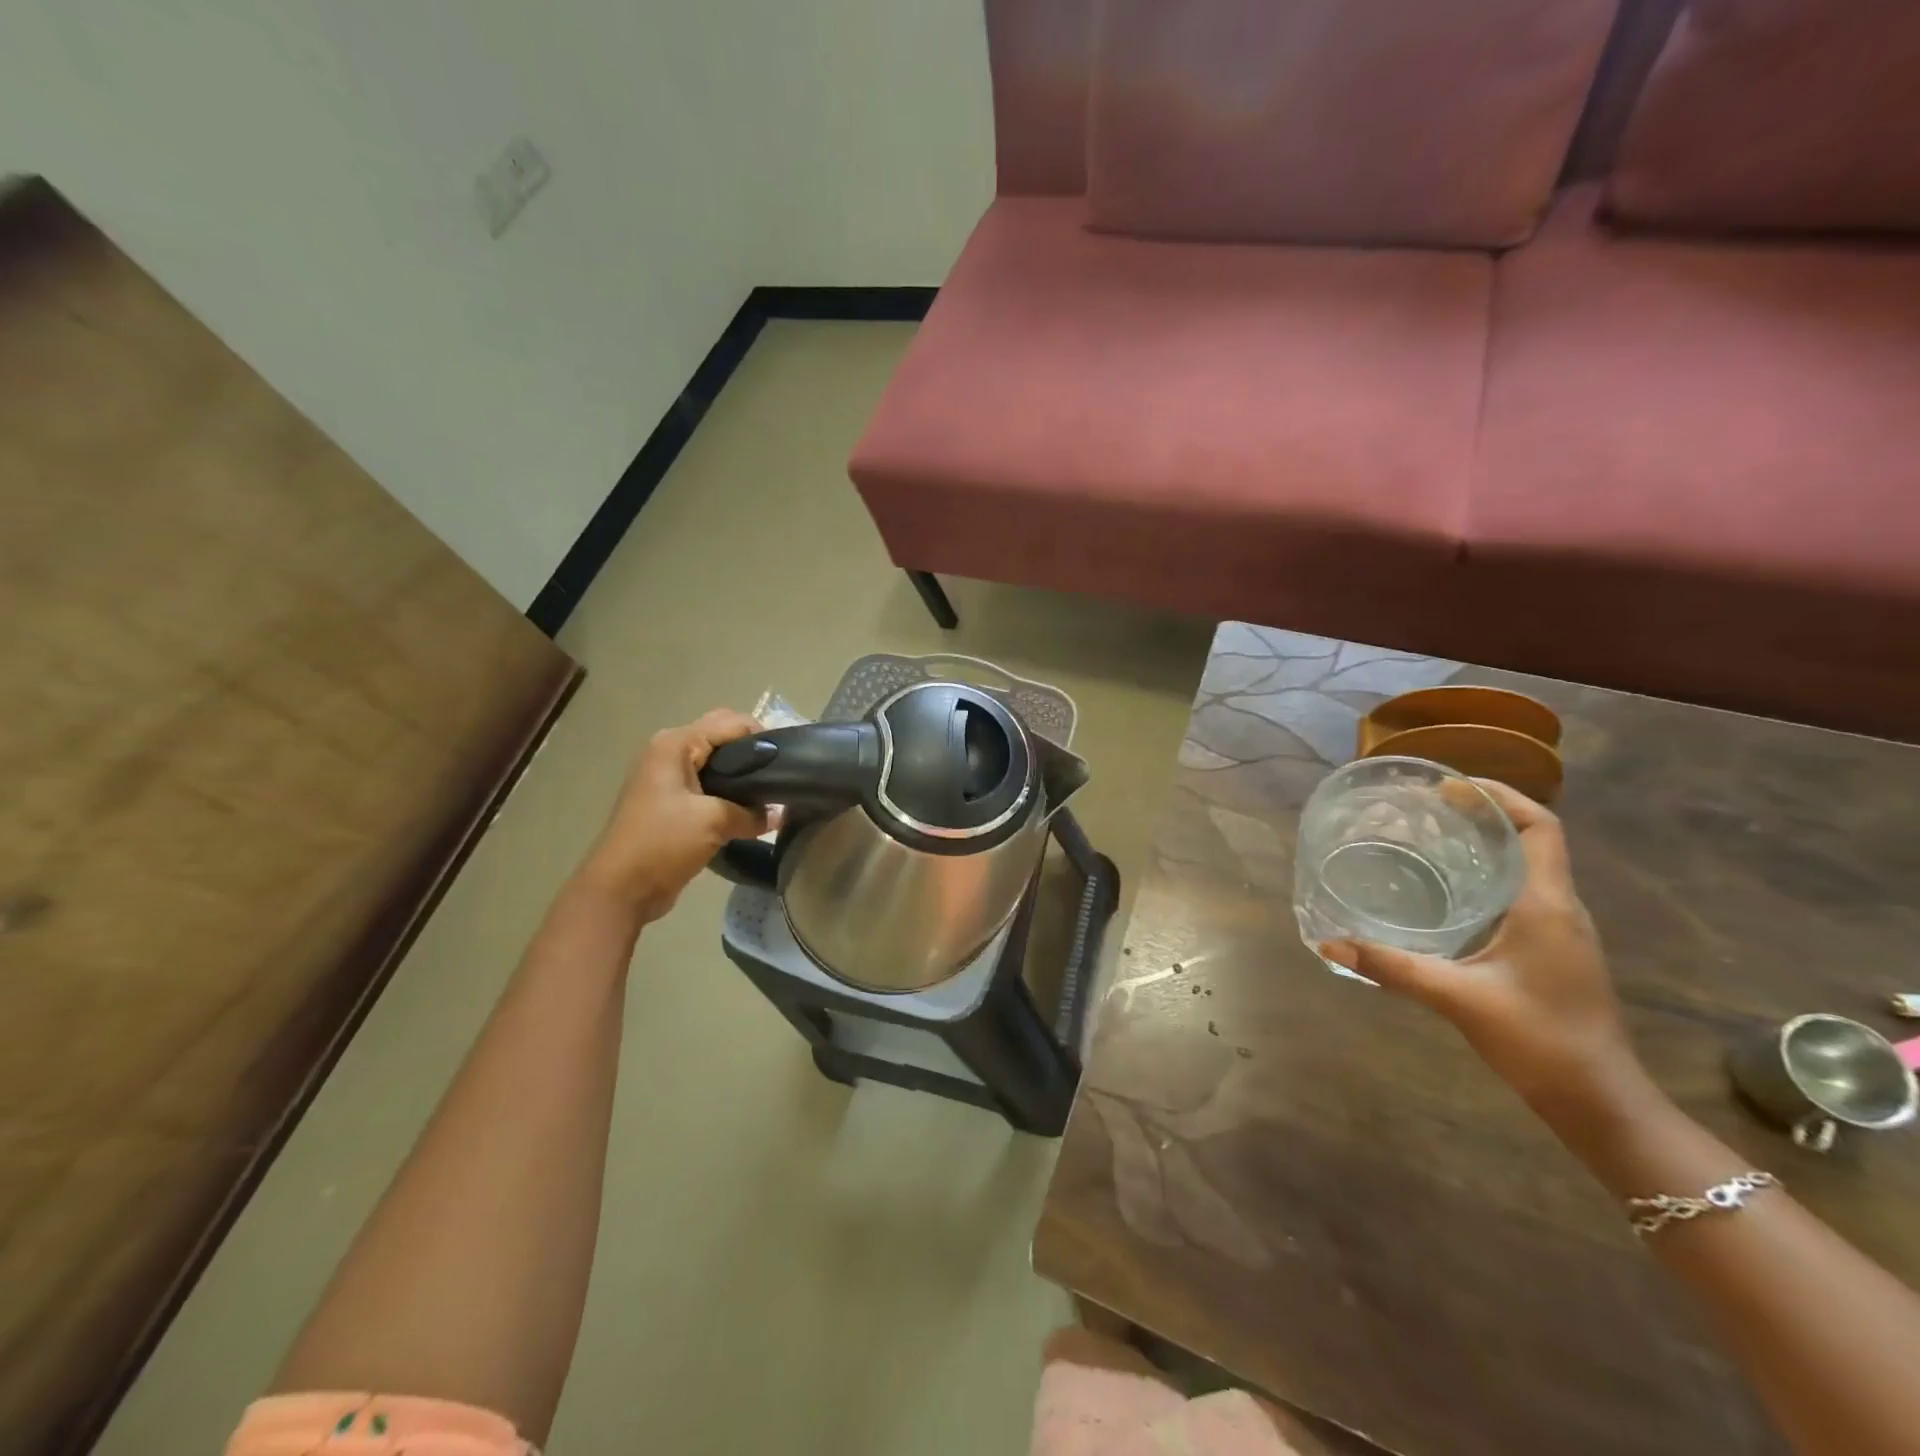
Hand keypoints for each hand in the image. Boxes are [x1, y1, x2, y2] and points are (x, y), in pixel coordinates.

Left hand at [575, 709, 767, 921]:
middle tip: (782, 774)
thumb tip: (778, 814)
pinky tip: (750, 810)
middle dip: (752, 751)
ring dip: (742, 774)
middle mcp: (669, 752)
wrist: (621, 889)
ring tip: (771, 792)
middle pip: (722, 737)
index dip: (763, 736)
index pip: (730, 723)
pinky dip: (729, 792)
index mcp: (675, 744)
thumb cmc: (663, 843)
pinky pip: (708, 785)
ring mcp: (668, 778)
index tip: (790, 760)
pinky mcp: (670, 802)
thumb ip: (752, 813)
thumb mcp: (715, 822)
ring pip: (716, 762)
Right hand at [1320, 780, 1644, 1118]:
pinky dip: (1489, 875)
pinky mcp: (1555, 950)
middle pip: (1533, 839)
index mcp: (1546, 904)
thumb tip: (1329, 943)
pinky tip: (1449, 891)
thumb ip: (1391, 967)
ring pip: (1528, 866)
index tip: (1449, 788)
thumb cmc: (1538, 1039)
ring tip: (1432, 838)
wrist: (1599, 1101)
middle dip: (1485, 814)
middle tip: (1426, 808)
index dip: (1500, 797)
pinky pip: (1524, 892)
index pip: (1540, 827)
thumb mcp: (1457, 998)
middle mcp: (1560, 907)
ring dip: (1488, 843)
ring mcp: (1562, 931)